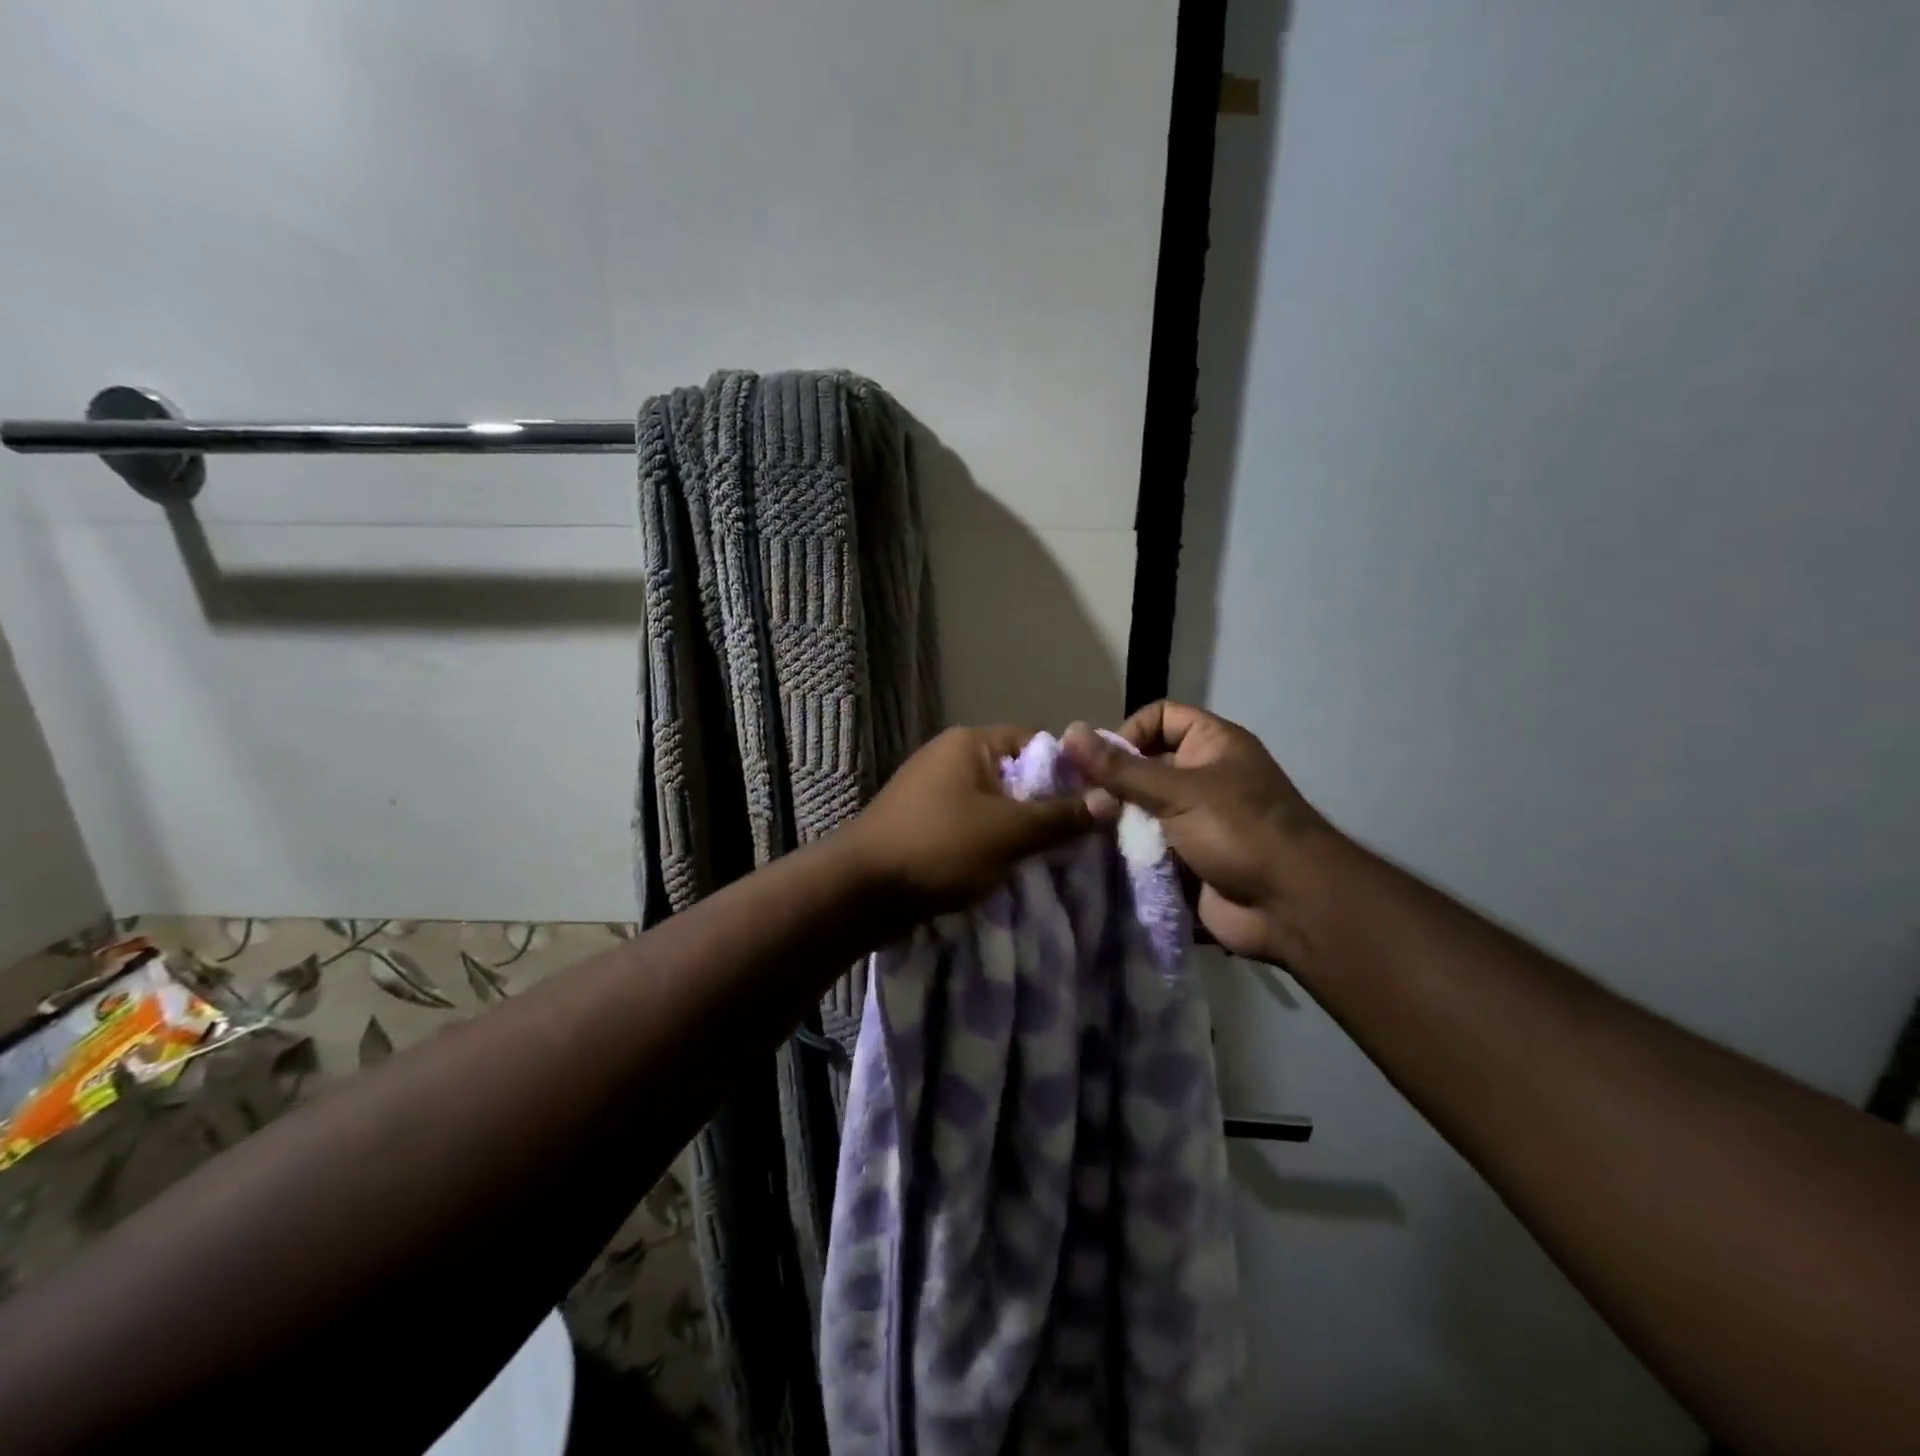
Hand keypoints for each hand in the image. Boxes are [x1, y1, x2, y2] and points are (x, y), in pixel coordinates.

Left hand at [841, 726, 1095, 921]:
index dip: (1069, 770)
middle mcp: (950, 758)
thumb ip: (1061, 816)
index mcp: (970, 744)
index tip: (1096, 803)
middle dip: (1046, 806)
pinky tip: (1012, 868)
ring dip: (1019, 830)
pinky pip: (971, 826)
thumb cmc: (939, 848)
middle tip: (1080, 837)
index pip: (1036, 743)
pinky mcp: (923, 823)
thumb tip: (1112, 800)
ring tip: (1052, 858)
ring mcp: (932, 791)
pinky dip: (992, 844)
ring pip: (994, 805)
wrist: (860, 891)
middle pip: (1016, 775)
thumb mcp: (1009, 833)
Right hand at [1062, 702, 1328, 963]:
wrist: (1292, 907)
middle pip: (1144, 767)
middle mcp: (1203, 777)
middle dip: (1113, 785)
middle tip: (1086, 806)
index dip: (1129, 732)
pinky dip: (1126, 854)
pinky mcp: (1188, 860)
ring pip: (1141, 811)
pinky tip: (1099, 860)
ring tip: (1086, 834)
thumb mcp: (1178, 792)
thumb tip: (1068, 733)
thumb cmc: (1240, 831)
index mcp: (1212, 745)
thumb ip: (1120, 768)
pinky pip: (1147, 848)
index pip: (1159, 718)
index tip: (1103, 763)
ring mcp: (1196, 821)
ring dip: (1116, 823)